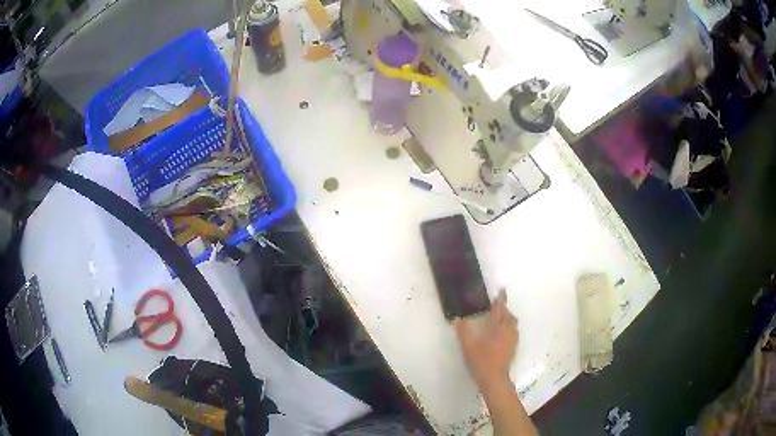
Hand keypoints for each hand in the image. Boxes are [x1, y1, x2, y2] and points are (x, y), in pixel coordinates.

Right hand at [454, 289, 517, 390]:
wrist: (494, 379)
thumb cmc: (481, 361)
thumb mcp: (468, 347)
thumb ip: (463, 332)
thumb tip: (457, 318)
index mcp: (497, 328)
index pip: (500, 310)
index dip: (500, 300)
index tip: (501, 291)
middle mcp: (508, 331)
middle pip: (509, 316)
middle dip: (504, 309)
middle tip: (496, 307)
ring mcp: (512, 340)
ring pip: (513, 324)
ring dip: (508, 318)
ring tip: (499, 319)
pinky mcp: (513, 348)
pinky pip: (513, 331)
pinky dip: (509, 327)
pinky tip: (502, 333)